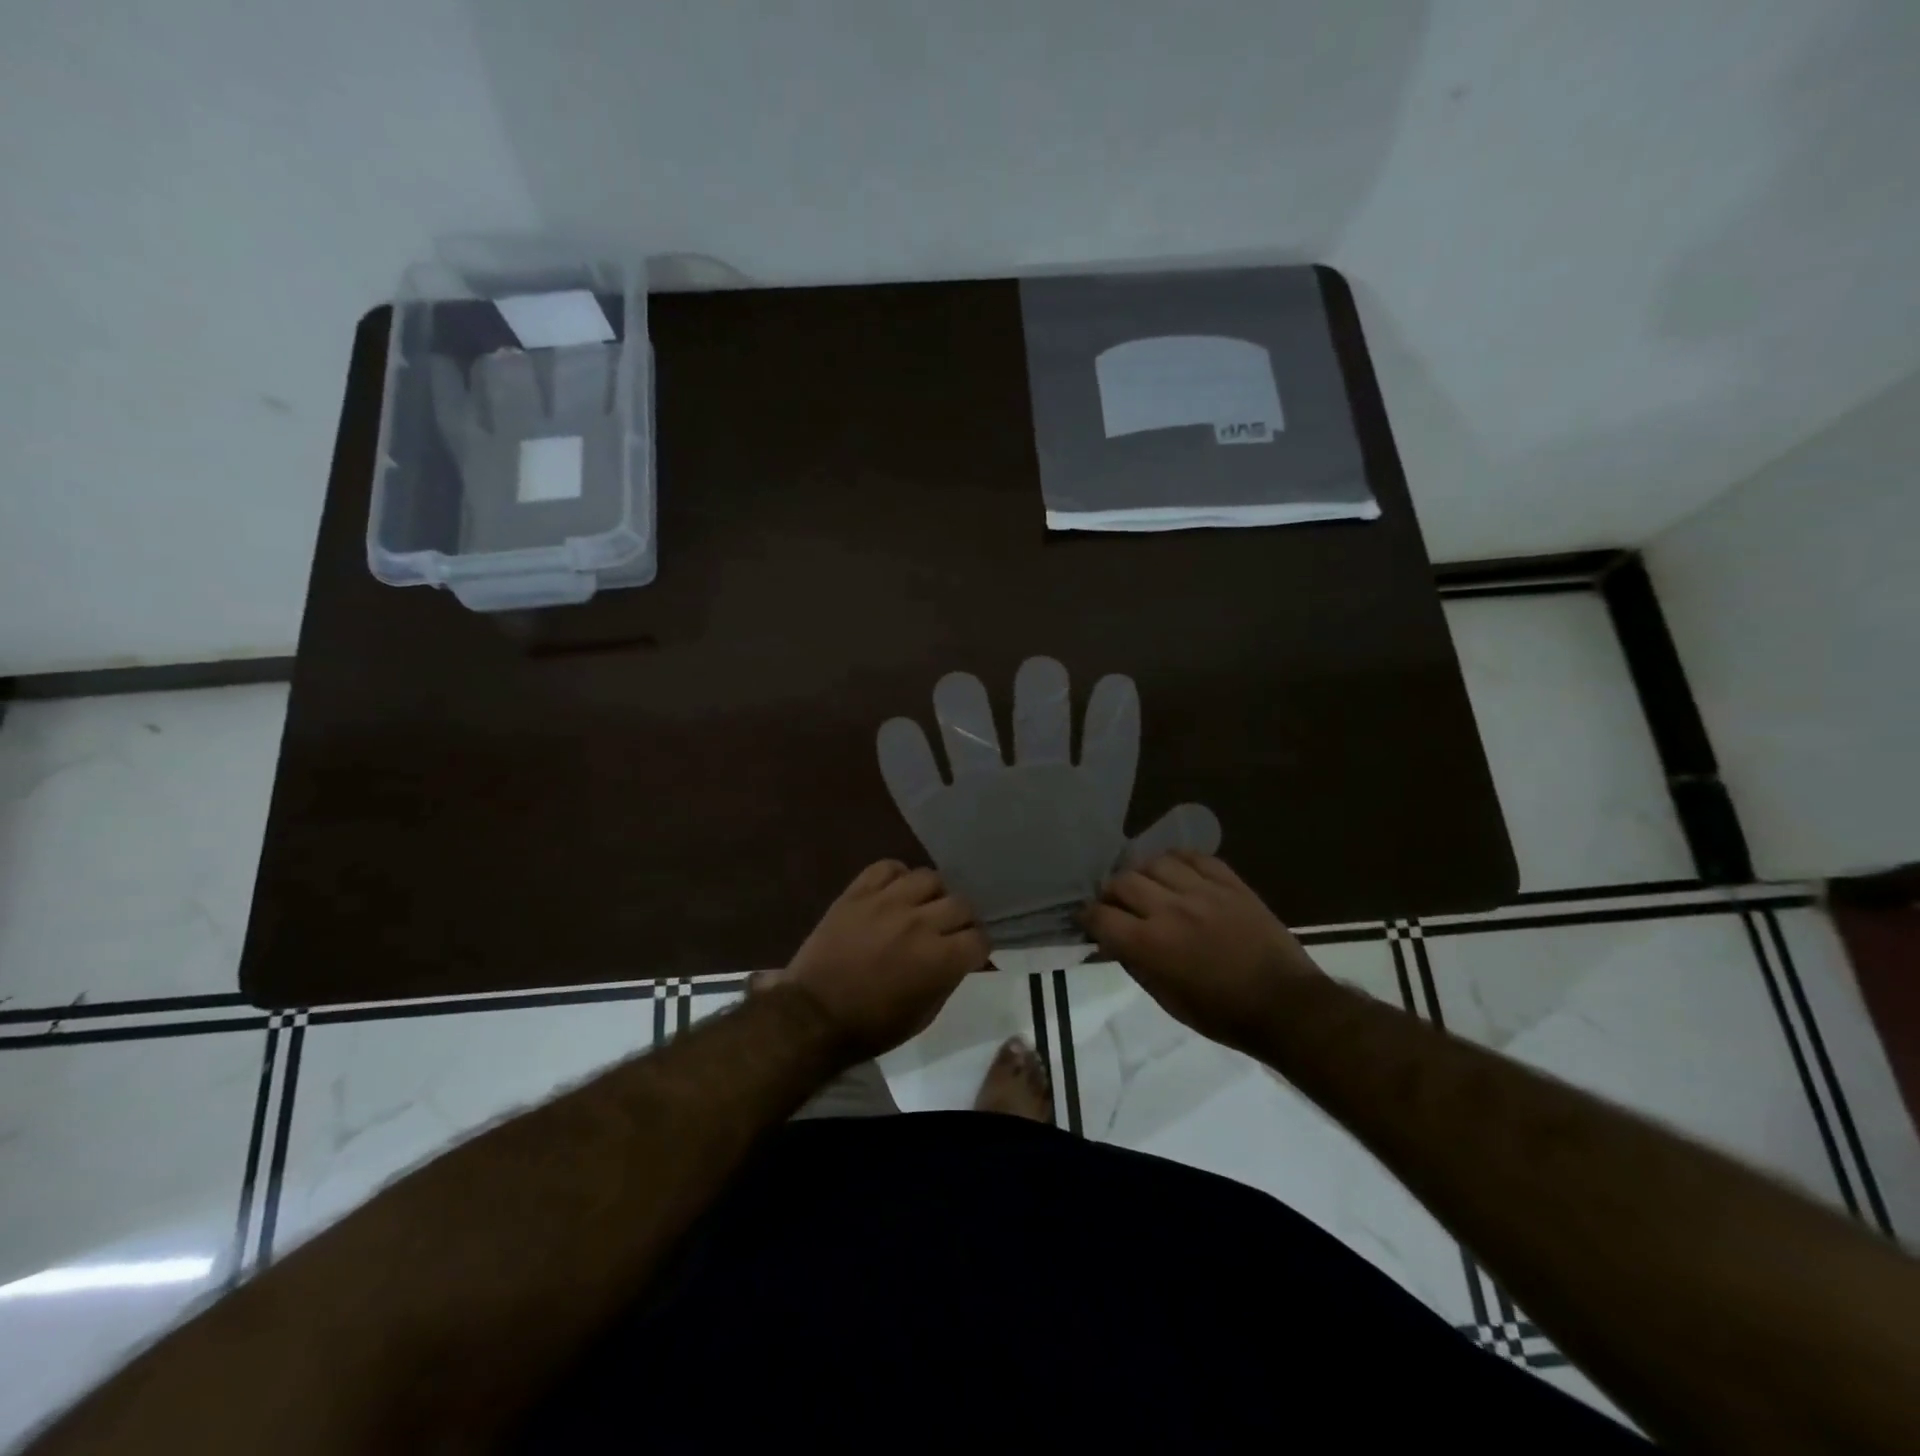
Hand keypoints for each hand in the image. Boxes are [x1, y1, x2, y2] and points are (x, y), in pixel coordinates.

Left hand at [767, 861, 989, 1062]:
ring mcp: (887, 902)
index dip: (978, 947)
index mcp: (939, 959)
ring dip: (932, 894)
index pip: (979, 938)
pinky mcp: (858, 892)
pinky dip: (897, 876)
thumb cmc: (871, 1026)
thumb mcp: (923, 1016)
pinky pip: (888, 867)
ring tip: (921, 907)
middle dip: (961, 921)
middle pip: (961, 904)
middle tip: (948, 931)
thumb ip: (948, 979)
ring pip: (929, 877)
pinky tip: (894, 892)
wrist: (812, 1015)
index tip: (969, 953)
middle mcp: (919, 923)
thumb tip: (960, 958)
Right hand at [1081, 850, 1320, 1052]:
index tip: (1087, 920)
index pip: (1101, 916)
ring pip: (1155, 862)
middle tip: (1116, 904)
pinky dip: (1178, 861)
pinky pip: (1194, 857)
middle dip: (1111, 893)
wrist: (1286, 1005)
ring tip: (1148, 886)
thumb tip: (1112, 944)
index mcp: (1151, 944)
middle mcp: (1170, 909)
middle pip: (1123, 882)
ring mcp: (1202, 891)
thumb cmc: (1223, 1014)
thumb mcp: (1168, 1001)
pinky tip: (1176, 871)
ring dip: (1143, 874)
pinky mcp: (1230, 883)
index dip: (1088, 917)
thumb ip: (1135, 965)